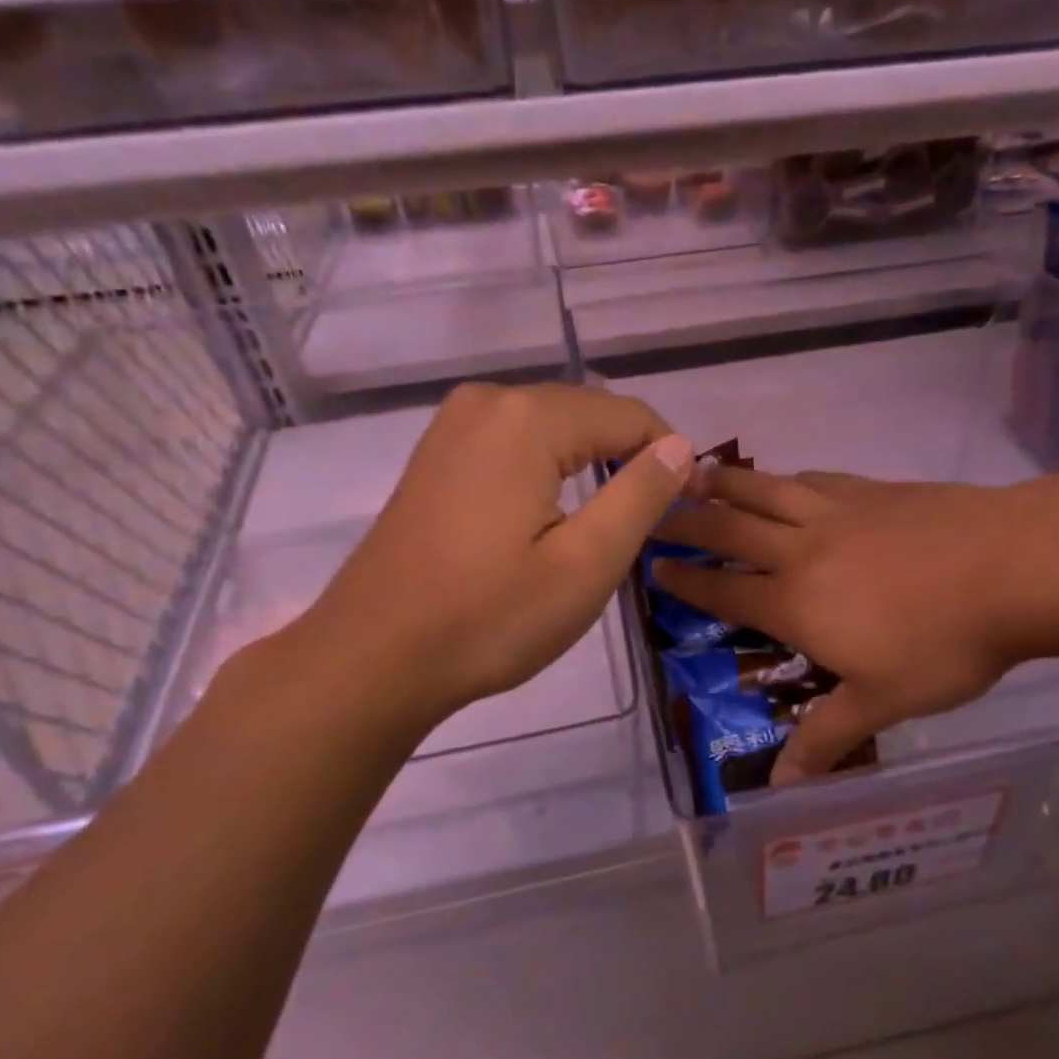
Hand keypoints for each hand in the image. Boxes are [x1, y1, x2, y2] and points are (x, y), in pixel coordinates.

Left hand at [293, 382, 692, 730]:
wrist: (373, 657)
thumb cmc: (489, 617)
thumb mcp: (587, 563)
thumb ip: (641, 495)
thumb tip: (680, 447)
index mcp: (527, 418)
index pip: (628, 416)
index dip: (669, 457)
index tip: (685, 510)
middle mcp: (487, 401)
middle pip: (587, 413)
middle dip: (628, 458)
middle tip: (649, 524)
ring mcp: (453, 425)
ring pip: (550, 428)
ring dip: (589, 464)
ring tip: (607, 524)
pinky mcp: (436, 454)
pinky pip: (514, 443)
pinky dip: (547, 469)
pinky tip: (550, 516)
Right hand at [653, 468, 1058, 781]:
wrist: (1013, 567)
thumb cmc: (944, 643)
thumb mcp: (883, 701)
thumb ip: (826, 738)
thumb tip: (780, 788)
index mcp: (796, 602)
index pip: (725, 592)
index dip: (686, 583)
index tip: (654, 568)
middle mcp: (803, 549)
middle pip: (731, 530)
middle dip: (688, 524)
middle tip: (656, 513)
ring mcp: (839, 512)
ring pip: (766, 491)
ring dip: (728, 485)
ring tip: (698, 476)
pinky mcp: (874, 490)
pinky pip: (814, 480)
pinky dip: (788, 479)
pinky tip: (788, 478)